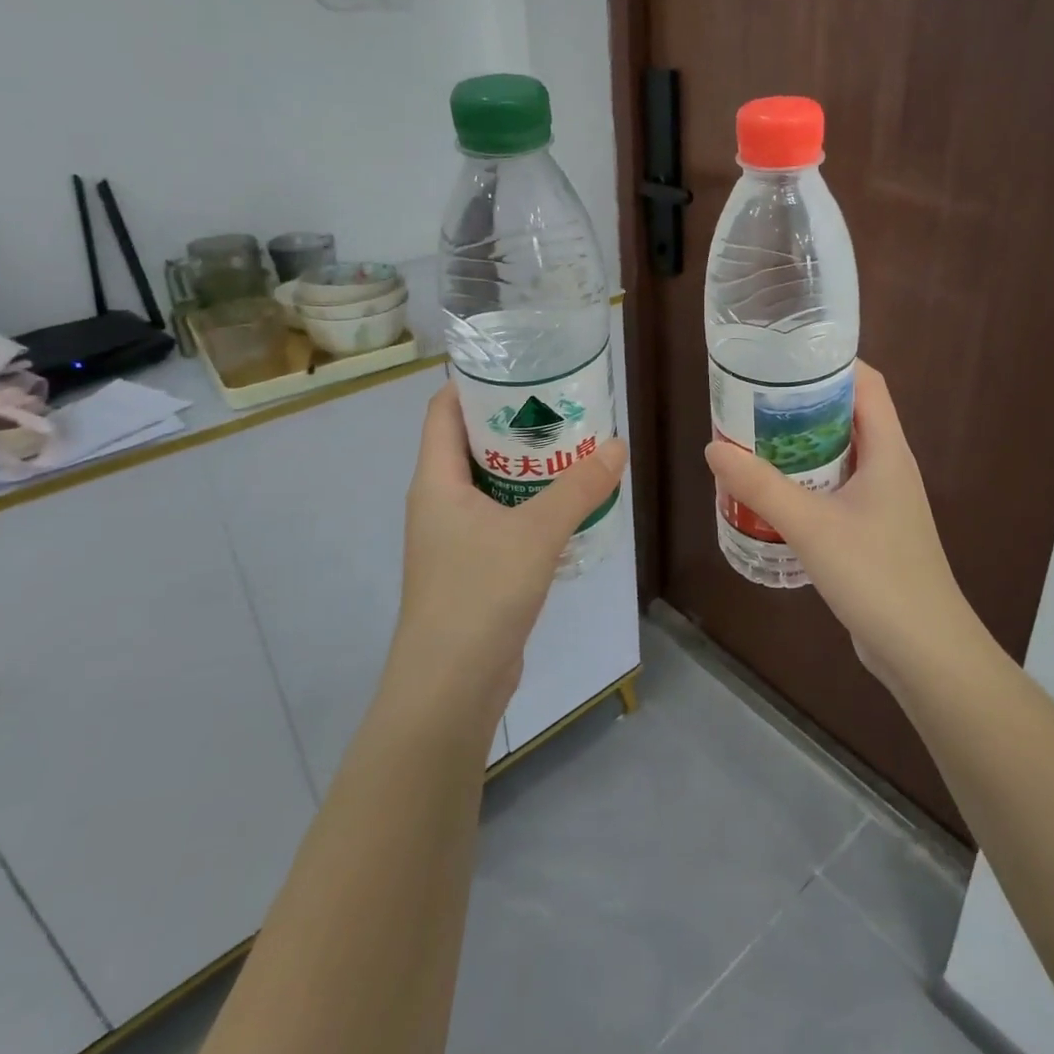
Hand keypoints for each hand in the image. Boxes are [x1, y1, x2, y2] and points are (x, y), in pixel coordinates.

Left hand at [388, 380, 627, 720]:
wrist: (451, 686)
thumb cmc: (480, 594)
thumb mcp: (537, 532)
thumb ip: (579, 488)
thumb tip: (617, 445)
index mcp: (436, 481)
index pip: (443, 411)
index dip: (474, 383)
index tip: (520, 367)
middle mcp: (439, 503)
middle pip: (471, 444)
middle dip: (515, 423)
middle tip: (563, 406)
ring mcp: (454, 538)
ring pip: (491, 484)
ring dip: (528, 467)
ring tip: (574, 448)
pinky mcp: (473, 568)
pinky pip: (502, 519)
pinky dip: (531, 504)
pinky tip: (569, 504)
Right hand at [704, 362, 984, 693]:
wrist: (924, 651)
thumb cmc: (876, 575)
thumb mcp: (811, 526)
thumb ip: (761, 486)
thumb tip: (714, 448)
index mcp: (889, 451)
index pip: (867, 383)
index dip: (831, 361)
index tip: (784, 356)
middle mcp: (890, 467)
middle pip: (849, 416)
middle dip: (804, 404)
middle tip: (754, 401)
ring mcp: (884, 502)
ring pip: (841, 455)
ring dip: (802, 446)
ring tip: (755, 442)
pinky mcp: (873, 532)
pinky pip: (837, 490)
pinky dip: (807, 483)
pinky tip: (774, 496)